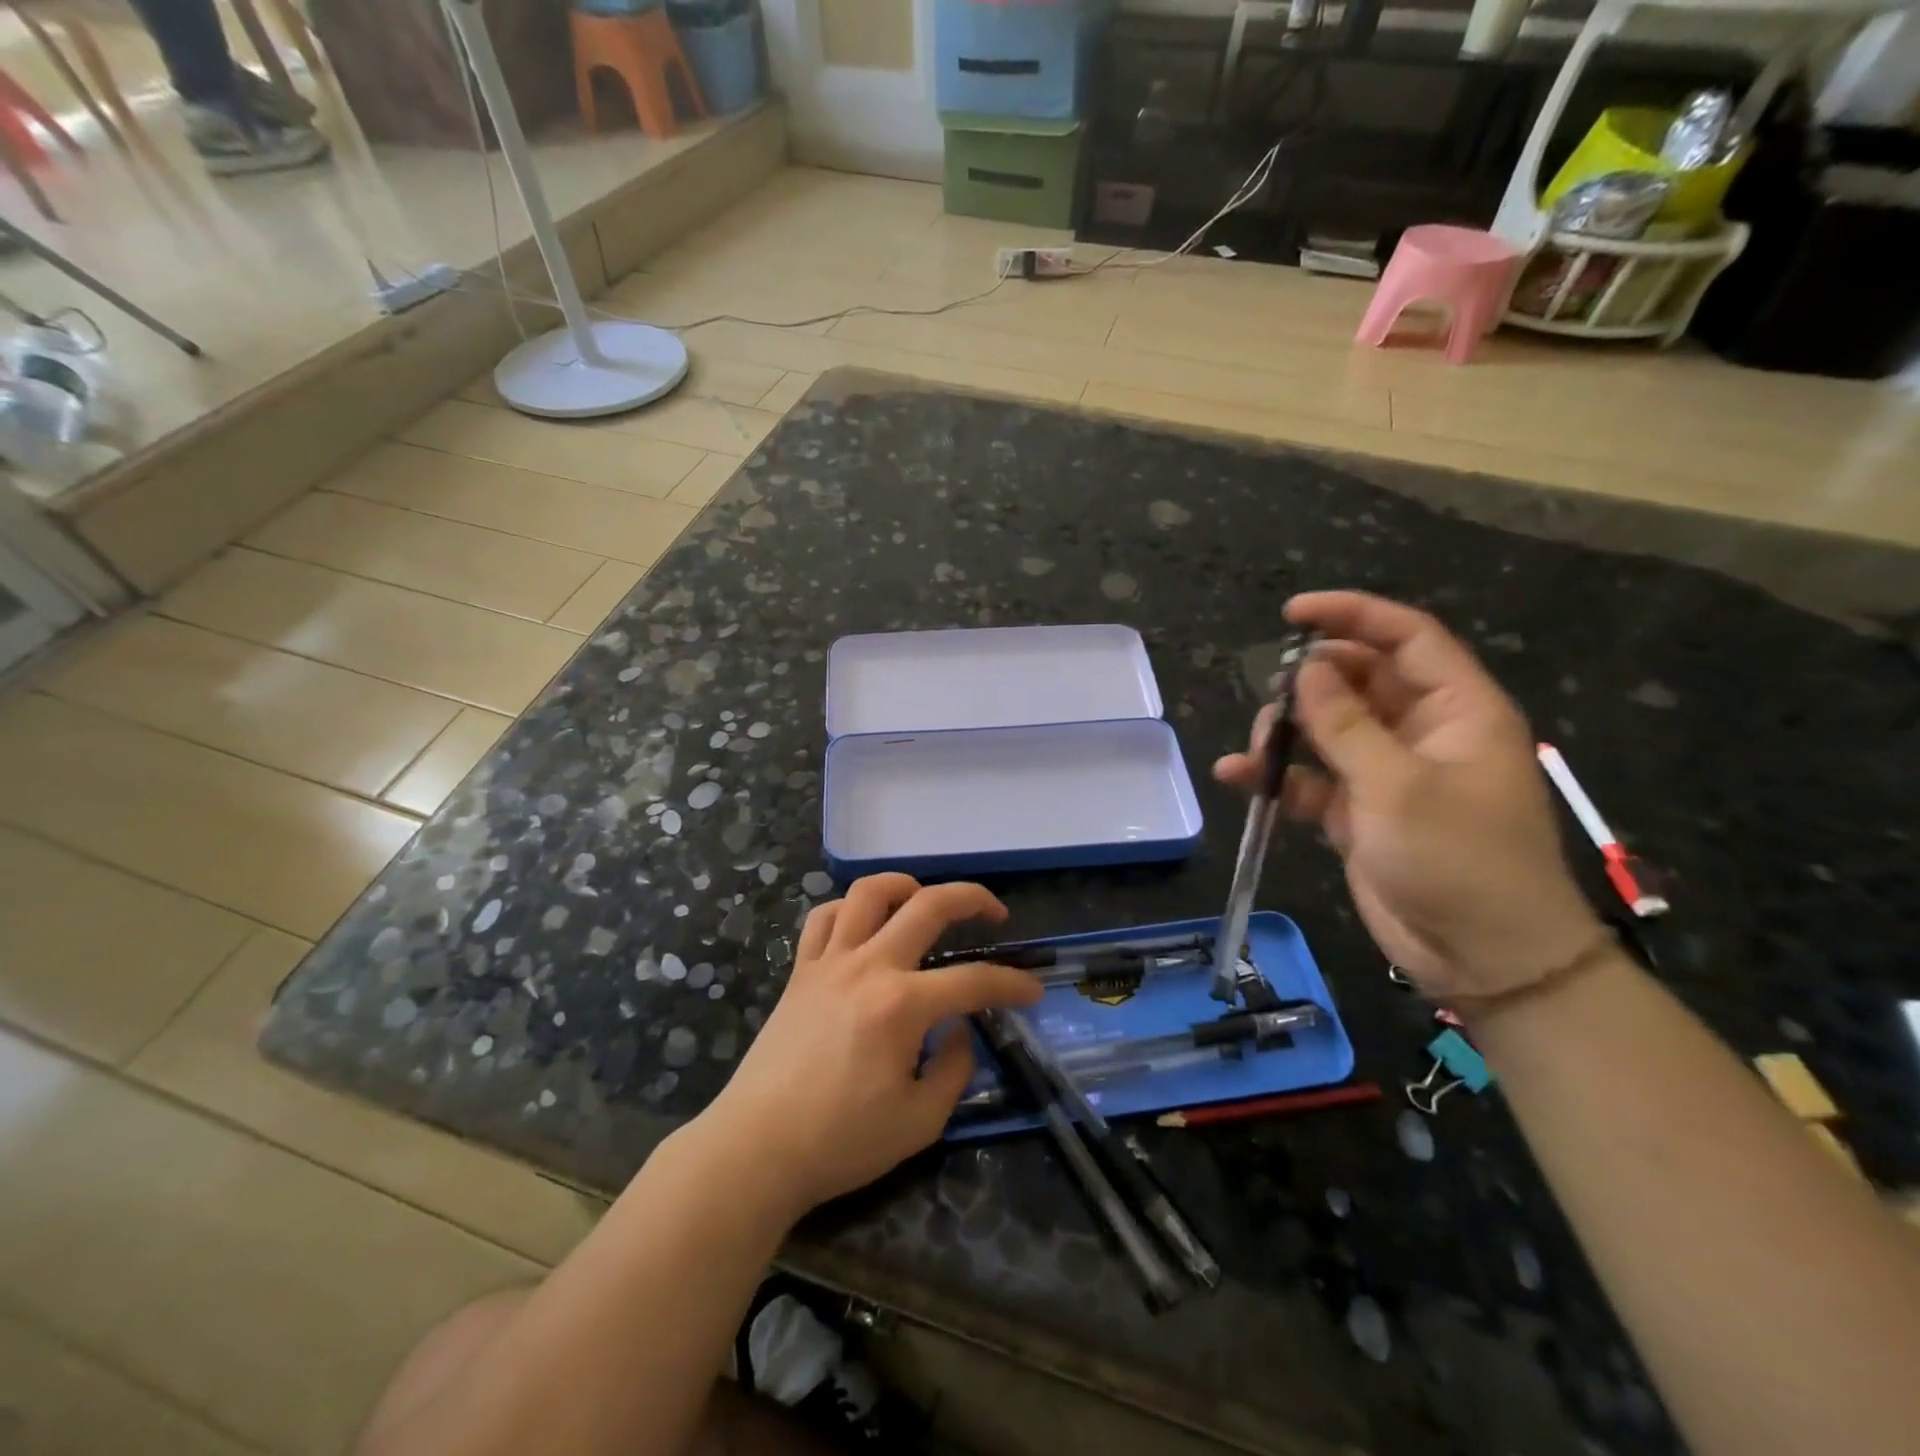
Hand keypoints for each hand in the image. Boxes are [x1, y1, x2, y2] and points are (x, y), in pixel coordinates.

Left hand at [698, 874, 1040, 1219]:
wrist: (756, 1149)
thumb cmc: (840, 1141)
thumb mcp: (919, 1121)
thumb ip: (953, 1068)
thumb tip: (959, 1031)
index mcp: (902, 1005)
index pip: (973, 981)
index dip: (1012, 984)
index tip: (1032, 992)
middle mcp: (869, 967)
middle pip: (929, 905)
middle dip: (972, 898)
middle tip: (994, 912)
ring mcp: (829, 962)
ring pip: (869, 893)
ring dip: (905, 886)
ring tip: (924, 901)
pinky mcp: (800, 972)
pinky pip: (823, 918)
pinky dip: (848, 909)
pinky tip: (863, 925)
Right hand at [1216, 591, 1602, 1002]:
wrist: (1483, 958)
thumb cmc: (1458, 860)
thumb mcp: (1399, 786)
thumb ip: (1346, 725)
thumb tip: (1304, 671)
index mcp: (1457, 711)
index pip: (1406, 638)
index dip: (1352, 615)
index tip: (1292, 614)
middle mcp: (1422, 733)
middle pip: (1359, 681)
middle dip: (1310, 682)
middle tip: (1271, 696)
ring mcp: (1388, 774)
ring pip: (1329, 729)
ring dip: (1289, 731)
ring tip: (1258, 747)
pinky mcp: (1360, 813)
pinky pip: (1313, 780)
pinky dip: (1279, 777)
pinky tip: (1238, 777)